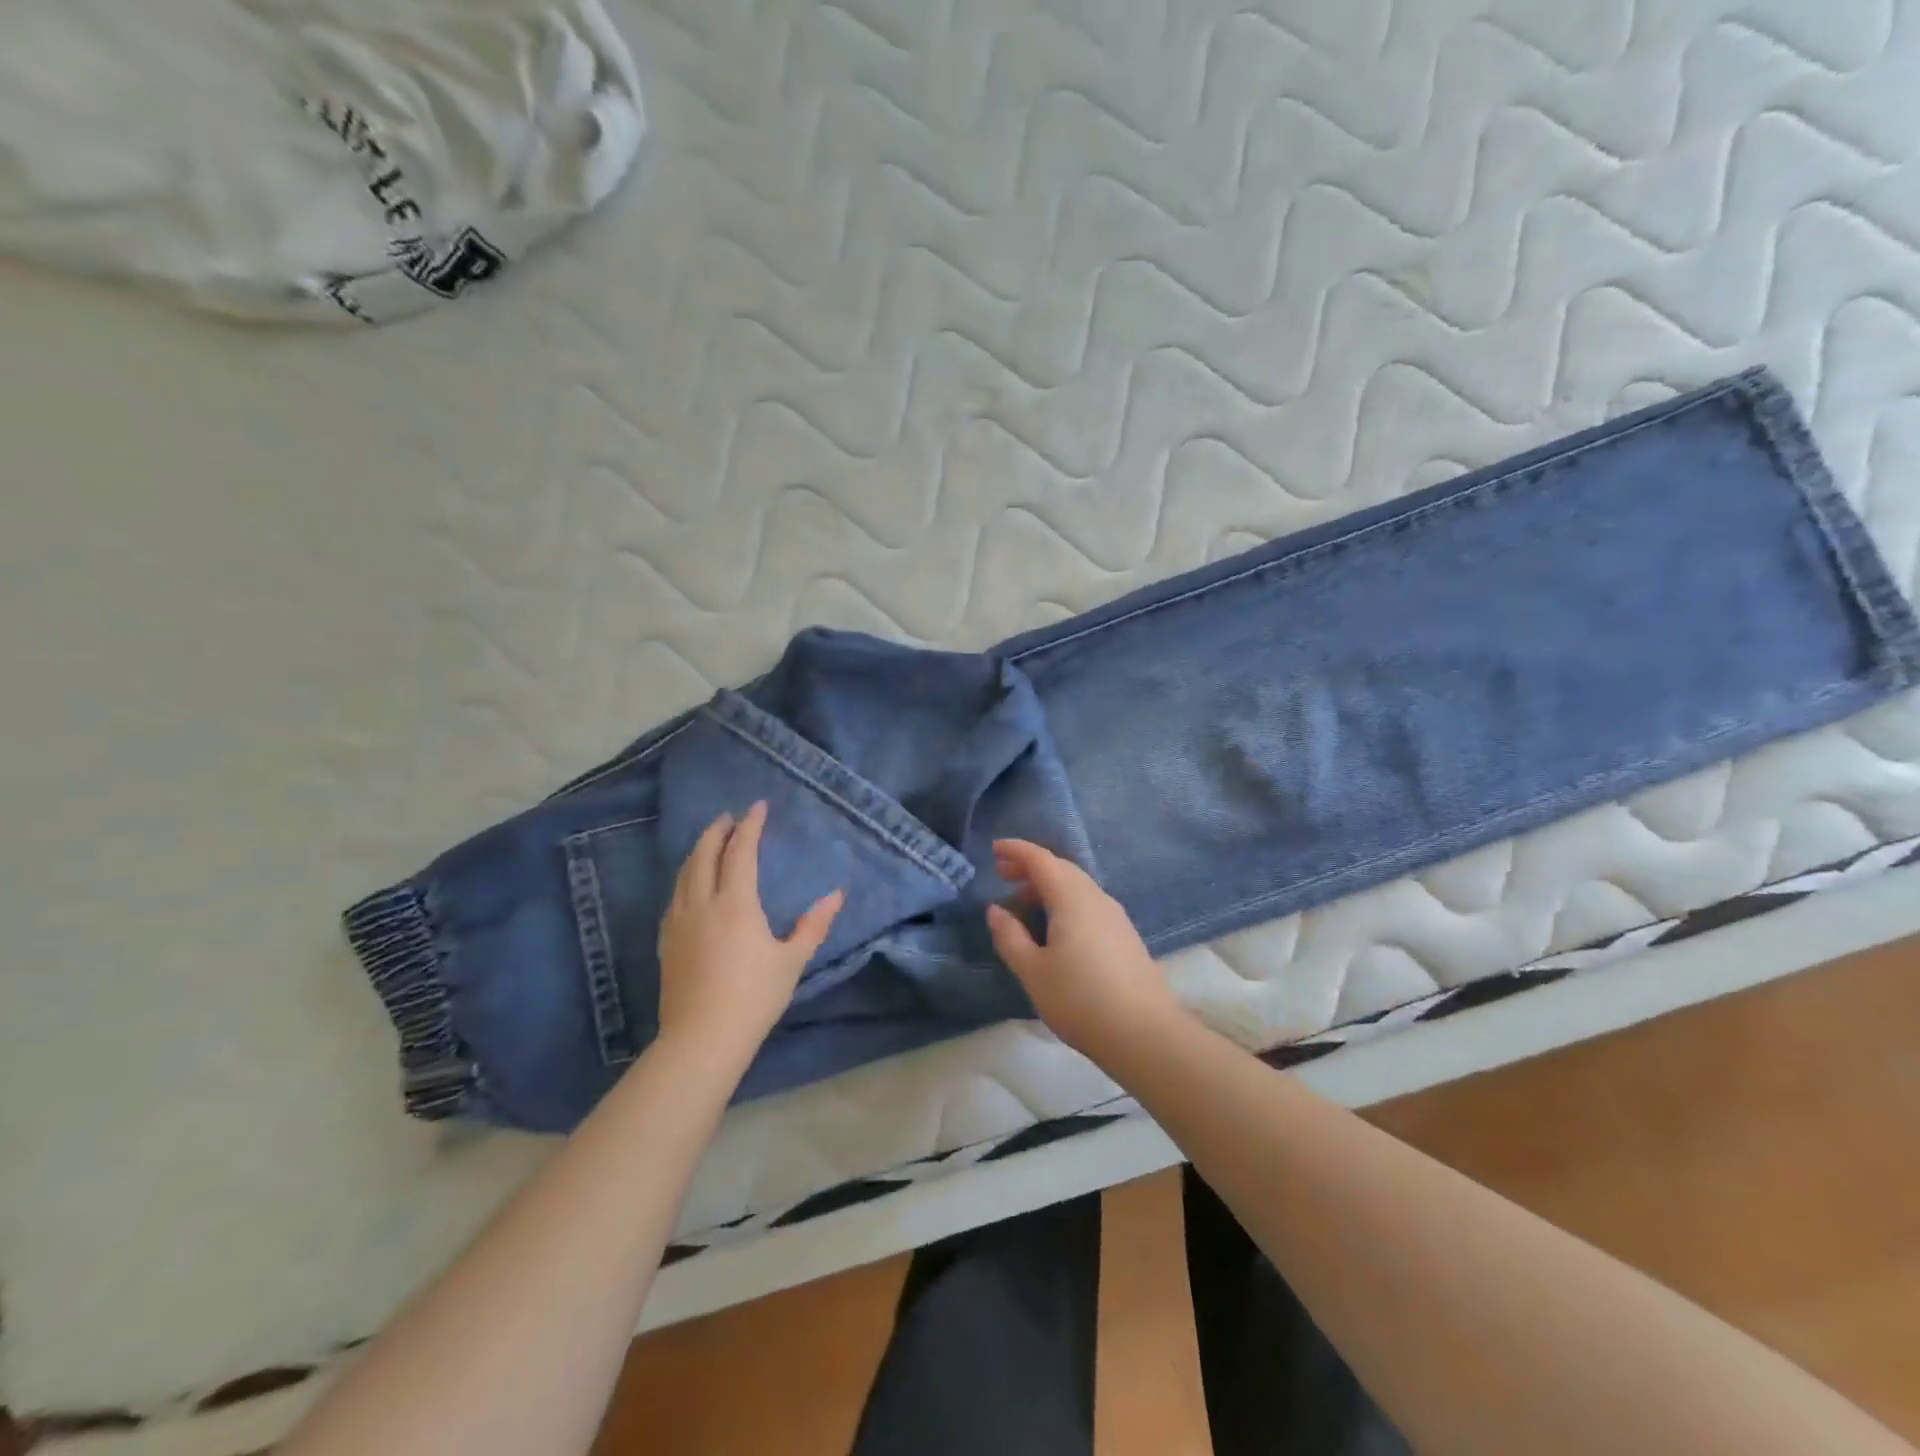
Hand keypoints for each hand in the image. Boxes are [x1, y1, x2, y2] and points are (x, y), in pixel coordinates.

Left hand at [656, 802, 843, 1063]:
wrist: (702, 1039)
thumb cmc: (754, 997)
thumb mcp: (792, 961)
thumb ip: (813, 925)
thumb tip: (835, 895)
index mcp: (735, 904)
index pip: (740, 852)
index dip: (749, 826)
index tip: (758, 807)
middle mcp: (702, 904)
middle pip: (704, 855)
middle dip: (717, 831)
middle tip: (729, 817)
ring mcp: (679, 922)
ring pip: (685, 874)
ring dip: (698, 851)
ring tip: (710, 842)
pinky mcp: (666, 942)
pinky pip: (675, 896)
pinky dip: (686, 877)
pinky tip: (691, 885)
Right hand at [985, 839, 1181, 1064]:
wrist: (1145, 1033)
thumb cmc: (1080, 999)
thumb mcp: (1033, 971)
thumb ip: (1010, 937)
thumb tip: (996, 910)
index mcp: (1072, 898)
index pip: (1041, 860)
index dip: (1017, 851)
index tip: (994, 849)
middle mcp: (1096, 898)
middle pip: (1061, 869)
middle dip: (1031, 867)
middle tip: (1003, 875)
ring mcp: (1115, 916)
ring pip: (1077, 887)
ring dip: (1048, 886)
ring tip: (1023, 904)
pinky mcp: (1124, 936)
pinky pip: (1088, 904)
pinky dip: (1064, 903)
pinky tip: (1055, 928)